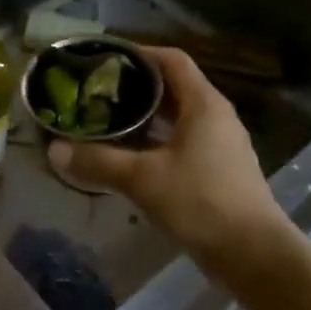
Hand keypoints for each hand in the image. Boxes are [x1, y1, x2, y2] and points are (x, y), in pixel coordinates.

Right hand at [48, 47, 297, 279]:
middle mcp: (216, 116)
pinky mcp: (220, 170)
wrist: (255, 256)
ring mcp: (222, 144)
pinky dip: (158, 142)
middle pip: (173, 87)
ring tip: (109, 122)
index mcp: (204, 103)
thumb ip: (98, 162)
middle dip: (136, 87)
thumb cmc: (201, 203)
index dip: (139, 53)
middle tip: (98, 93)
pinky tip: (132, 158)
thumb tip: (55, 150)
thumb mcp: (143, 179)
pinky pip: (184, 142)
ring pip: (178, 117)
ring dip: (146, 117)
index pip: (171, 59)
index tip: (106, 60)